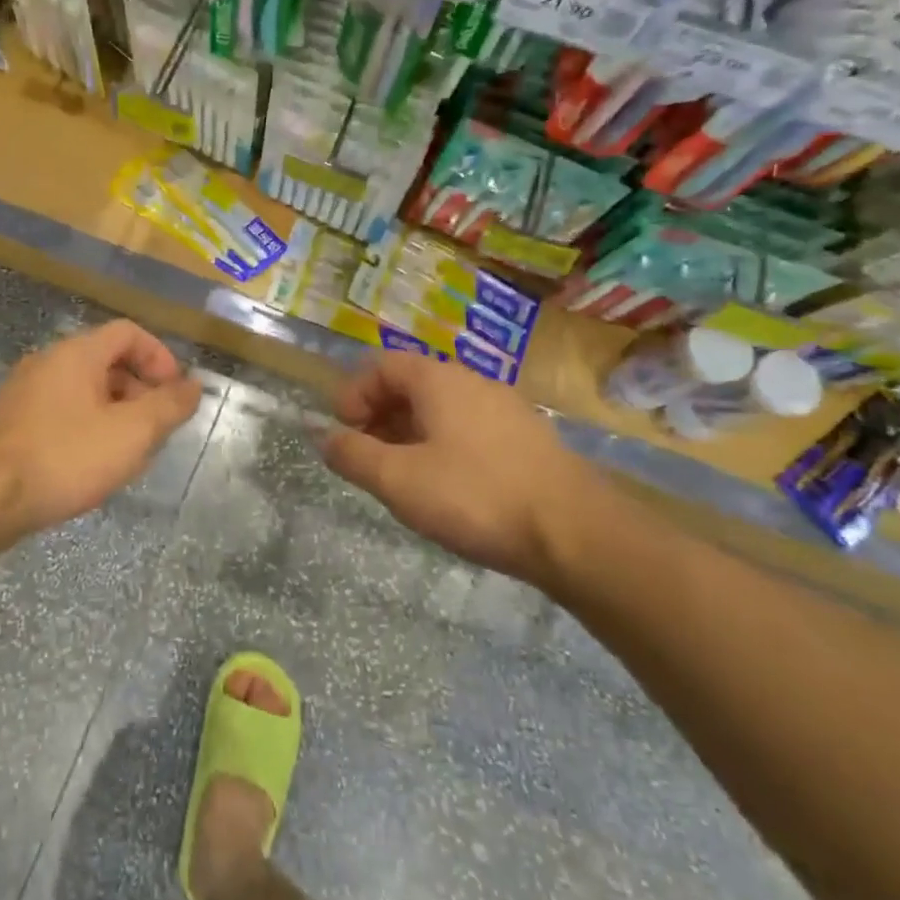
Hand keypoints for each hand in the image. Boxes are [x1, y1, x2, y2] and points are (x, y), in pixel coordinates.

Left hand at [0, 320, 203, 537]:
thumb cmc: (64, 457)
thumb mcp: (131, 433)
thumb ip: (168, 406)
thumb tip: (194, 386)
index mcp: (77, 353)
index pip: (128, 332)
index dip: (159, 357)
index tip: (175, 393)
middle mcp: (47, 362)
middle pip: (106, 361)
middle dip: (139, 390)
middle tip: (155, 428)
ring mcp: (22, 393)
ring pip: (83, 391)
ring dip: (114, 413)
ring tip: (127, 454)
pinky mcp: (7, 424)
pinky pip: (59, 413)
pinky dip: (85, 428)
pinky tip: (88, 467)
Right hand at [322, 352, 587, 589]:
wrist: (576, 534)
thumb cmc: (476, 497)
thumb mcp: (399, 480)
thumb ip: (352, 454)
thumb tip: (322, 435)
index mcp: (438, 380)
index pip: (381, 366)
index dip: (353, 394)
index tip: (342, 432)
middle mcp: (473, 382)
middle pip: (411, 385)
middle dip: (378, 417)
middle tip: (366, 458)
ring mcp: (505, 409)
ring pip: (441, 409)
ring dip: (409, 434)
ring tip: (401, 477)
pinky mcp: (527, 439)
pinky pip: (468, 429)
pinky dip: (442, 446)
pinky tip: (446, 487)